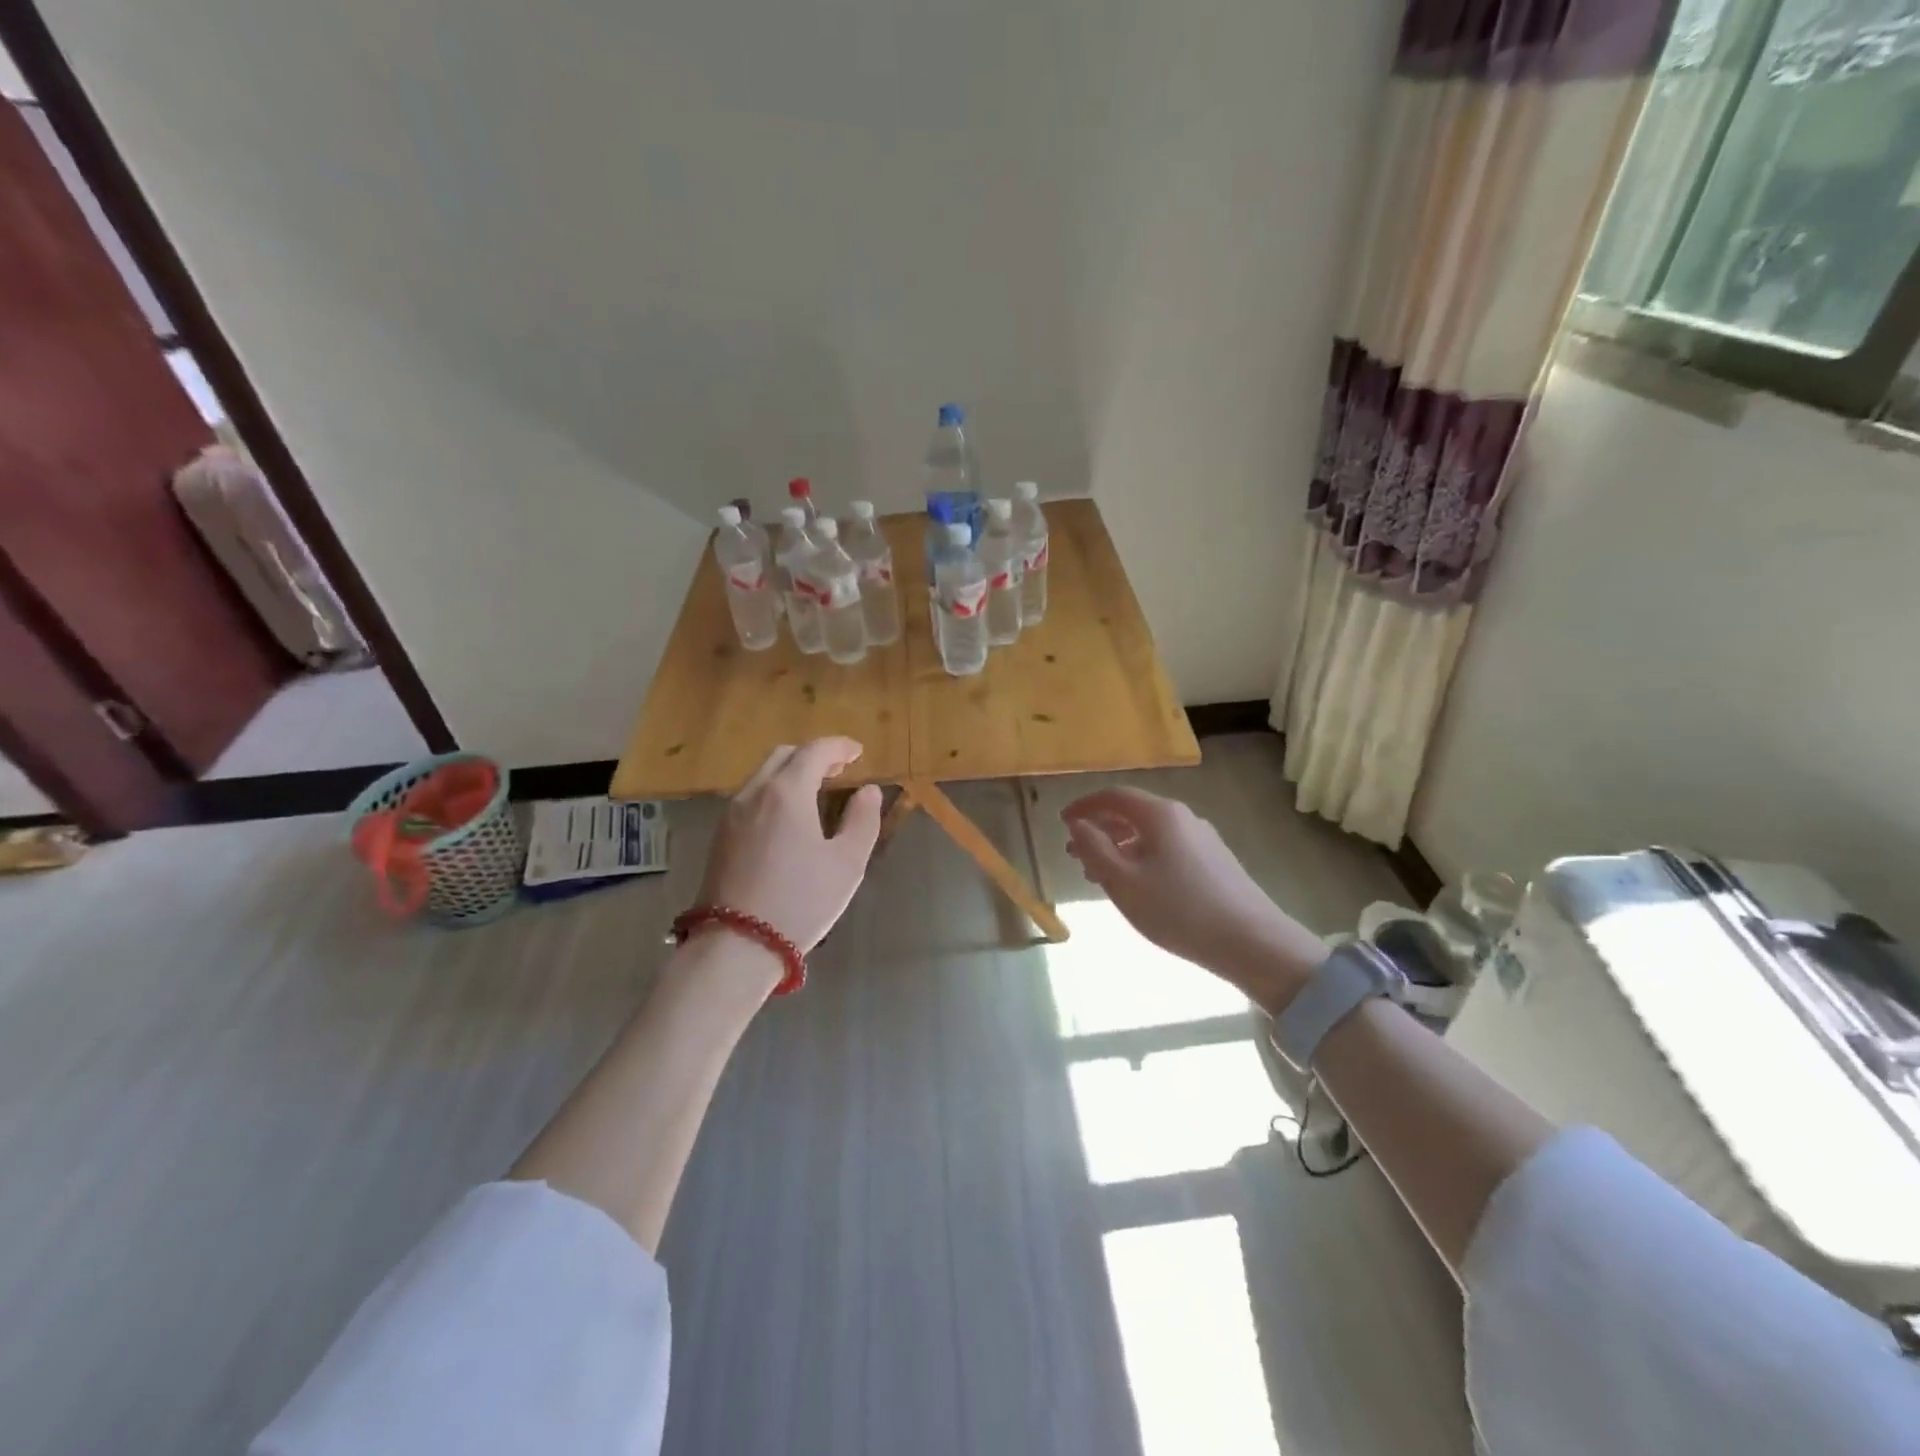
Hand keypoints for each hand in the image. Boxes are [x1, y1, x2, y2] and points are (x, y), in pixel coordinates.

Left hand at [698, 738, 882, 953]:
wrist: (736, 945)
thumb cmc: (801, 900)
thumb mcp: (847, 863)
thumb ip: (862, 820)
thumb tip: (868, 791)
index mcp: (786, 792)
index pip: (814, 751)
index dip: (839, 746)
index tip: (858, 752)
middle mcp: (754, 793)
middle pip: (783, 756)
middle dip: (813, 755)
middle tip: (839, 769)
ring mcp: (731, 815)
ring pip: (763, 776)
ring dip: (791, 773)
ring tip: (816, 792)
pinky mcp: (720, 837)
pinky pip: (751, 798)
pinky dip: (774, 792)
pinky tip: (788, 817)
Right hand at [1061, 786, 1326, 1009]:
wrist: (1252, 942)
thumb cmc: (1179, 909)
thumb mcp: (1124, 882)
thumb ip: (1095, 849)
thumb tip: (1078, 825)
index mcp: (1160, 814)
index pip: (1114, 796)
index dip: (1084, 806)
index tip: (1062, 822)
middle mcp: (1183, 817)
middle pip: (1133, 812)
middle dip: (1100, 829)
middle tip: (1075, 852)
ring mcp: (1203, 839)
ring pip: (1150, 833)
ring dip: (1120, 846)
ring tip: (1100, 873)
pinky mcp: (1215, 862)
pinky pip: (1167, 848)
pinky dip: (1142, 857)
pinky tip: (1137, 885)